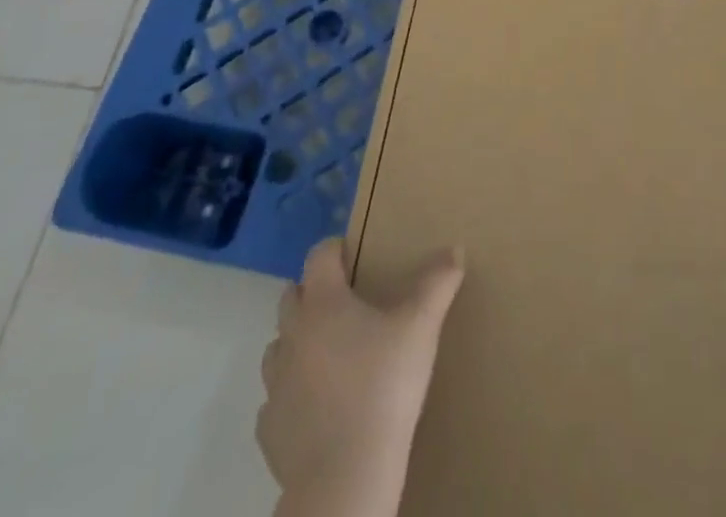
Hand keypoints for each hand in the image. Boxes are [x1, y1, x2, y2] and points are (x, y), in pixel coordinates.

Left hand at [257, 238, 464, 516]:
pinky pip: (275, 400)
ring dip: (298, 342)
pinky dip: (292, 394)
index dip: (335, 249)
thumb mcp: (421, 326)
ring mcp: (276, 384)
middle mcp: (293, 335)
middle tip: (346, 304)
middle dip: (313, 293)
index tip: (354, 254)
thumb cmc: (384, 386)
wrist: (346, 475)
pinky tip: (318, 405)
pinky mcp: (270, 429)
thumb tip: (454, 249)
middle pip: (291, 297)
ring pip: (278, 347)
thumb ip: (437, 282)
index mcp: (324, 303)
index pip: (319, 256)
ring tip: (330, 354)